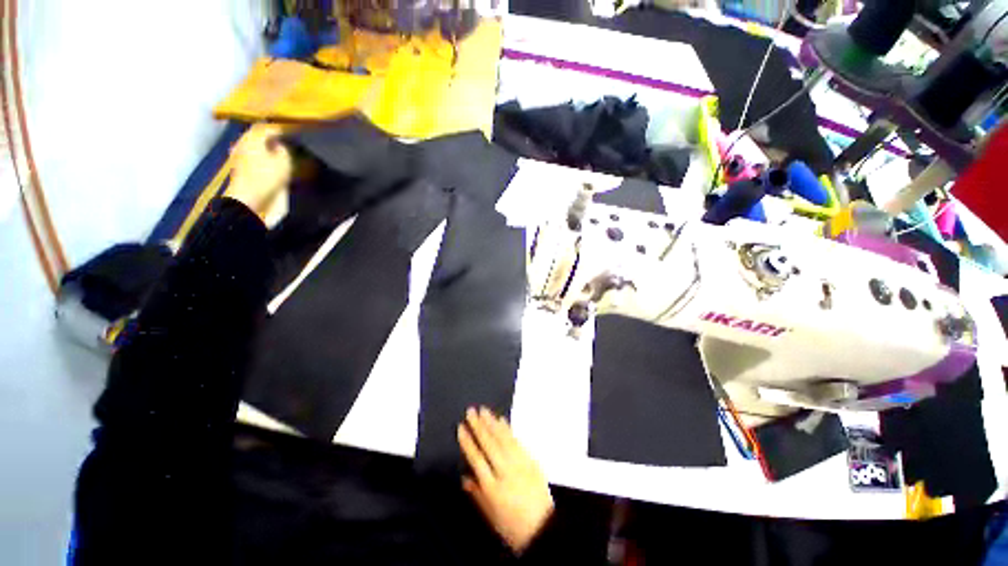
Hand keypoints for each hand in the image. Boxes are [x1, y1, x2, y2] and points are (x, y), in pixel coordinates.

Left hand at [224, 124, 291, 223]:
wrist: (248, 200)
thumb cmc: (266, 178)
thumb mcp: (283, 163)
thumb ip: (284, 150)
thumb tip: (280, 145)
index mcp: (253, 138)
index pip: (268, 127)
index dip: (282, 128)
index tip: (294, 131)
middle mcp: (244, 143)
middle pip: (258, 135)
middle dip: (271, 136)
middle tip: (287, 138)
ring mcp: (240, 156)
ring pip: (255, 145)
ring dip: (267, 146)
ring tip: (281, 150)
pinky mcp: (241, 169)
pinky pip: (254, 156)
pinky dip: (263, 156)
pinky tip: (272, 161)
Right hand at [458, 407, 553, 554]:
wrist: (543, 530)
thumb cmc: (512, 527)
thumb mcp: (490, 516)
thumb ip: (477, 494)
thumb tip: (465, 477)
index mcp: (492, 488)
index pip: (476, 459)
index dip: (467, 442)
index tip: (461, 427)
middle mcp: (505, 472)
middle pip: (489, 444)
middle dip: (478, 426)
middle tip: (471, 411)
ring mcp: (520, 464)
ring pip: (503, 439)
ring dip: (492, 423)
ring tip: (484, 410)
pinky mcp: (530, 460)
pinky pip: (517, 442)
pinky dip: (508, 429)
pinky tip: (502, 420)